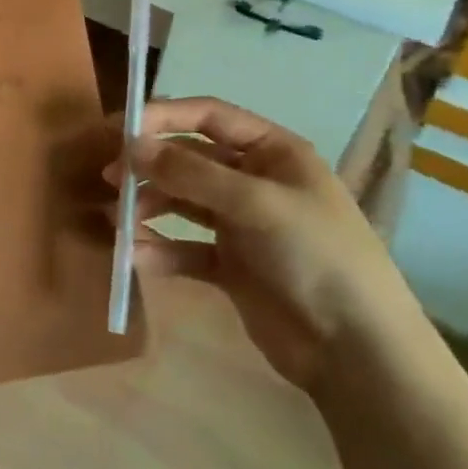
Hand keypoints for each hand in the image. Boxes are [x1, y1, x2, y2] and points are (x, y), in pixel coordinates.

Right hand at [108, 97, 419, 391]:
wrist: (358, 352)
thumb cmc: (316, 256)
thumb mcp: (256, 204)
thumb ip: (190, 173)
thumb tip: (130, 145)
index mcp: (272, 152)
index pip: (208, 116)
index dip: (162, 116)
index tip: (118, 128)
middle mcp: (254, 181)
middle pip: (189, 158)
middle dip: (149, 165)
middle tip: (110, 177)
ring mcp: (241, 225)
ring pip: (182, 202)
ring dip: (148, 206)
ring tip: (117, 219)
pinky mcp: (231, 266)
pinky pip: (184, 247)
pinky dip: (159, 249)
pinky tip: (135, 256)